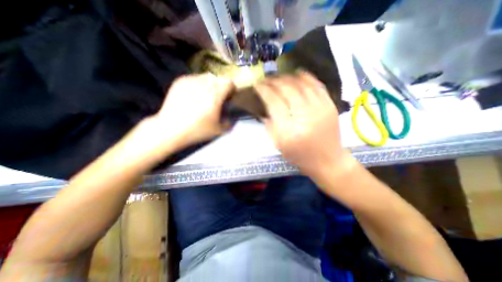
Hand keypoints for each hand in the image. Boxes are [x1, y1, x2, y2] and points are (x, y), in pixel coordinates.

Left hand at [151, 73, 234, 149]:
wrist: (171, 128)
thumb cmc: (197, 130)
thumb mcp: (218, 130)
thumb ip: (229, 122)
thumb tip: (230, 118)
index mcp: (215, 95)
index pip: (229, 83)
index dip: (231, 90)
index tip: (228, 98)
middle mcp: (204, 84)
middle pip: (218, 79)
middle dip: (221, 87)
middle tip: (217, 98)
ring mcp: (191, 81)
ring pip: (207, 76)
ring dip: (210, 84)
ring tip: (205, 96)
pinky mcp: (180, 81)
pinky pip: (195, 78)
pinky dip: (198, 84)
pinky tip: (194, 96)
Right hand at [255, 73, 351, 177]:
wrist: (328, 161)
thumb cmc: (300, 156)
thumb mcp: (279, 144)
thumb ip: (269, 124)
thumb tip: (264, 106)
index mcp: (289, 130)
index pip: (273, 102)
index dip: (263, 90)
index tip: (257, 85)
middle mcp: (305, 115)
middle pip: (287, 89)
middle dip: (273, 81)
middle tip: (265, 80)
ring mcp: (320, 108)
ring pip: (301, 84)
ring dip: (287, 77)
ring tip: (278, 77)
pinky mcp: (330, 105)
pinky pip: (317, 85)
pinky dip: (306, 77)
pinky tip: (297, 73)